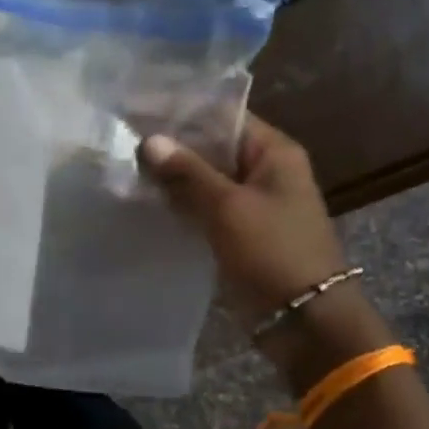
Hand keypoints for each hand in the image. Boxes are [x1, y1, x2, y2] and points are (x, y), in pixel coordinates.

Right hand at [141, 113, 347, 320]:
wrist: (304, 318)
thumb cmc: (272, 252)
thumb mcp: (228, 207)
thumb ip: (188, 172)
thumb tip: (149, 141)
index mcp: (273, 152)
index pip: (222, 116)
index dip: (182, 111)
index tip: (139, 110)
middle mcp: (265, 170)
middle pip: (212, 146)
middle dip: (172, 146)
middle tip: (124, 140)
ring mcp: (252, 202)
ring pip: (205, 178)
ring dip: (172, 176)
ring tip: (127, 168)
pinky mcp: (240, 230)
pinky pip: (205, 206)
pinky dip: (181, 203)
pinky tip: (147, 201)